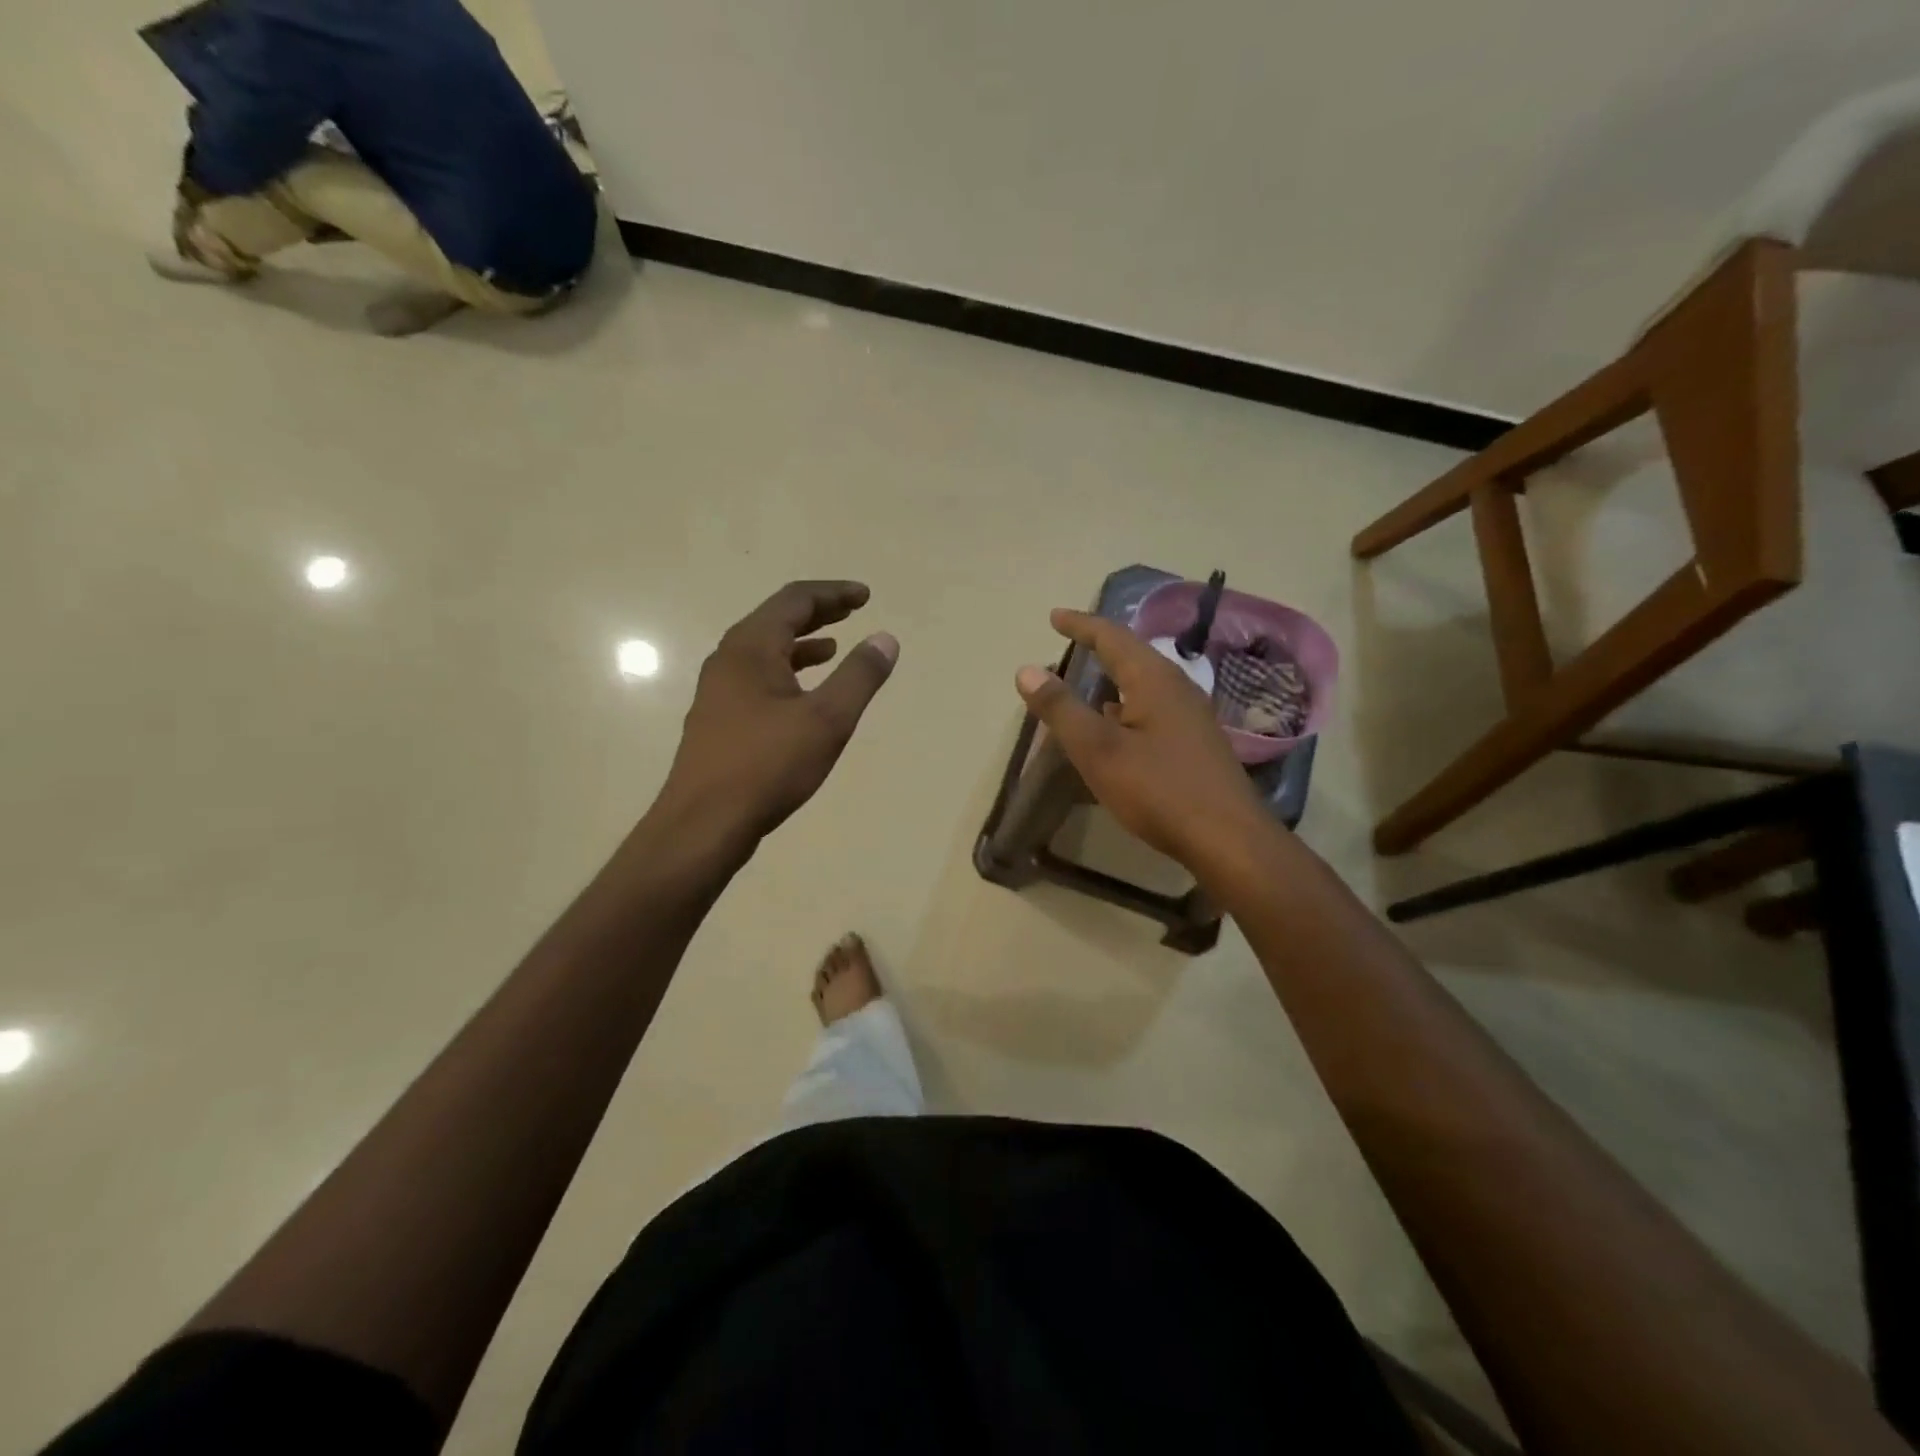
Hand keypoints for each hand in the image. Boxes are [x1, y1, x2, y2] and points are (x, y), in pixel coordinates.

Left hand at [656, 581, 897, 849]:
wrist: (703, 823)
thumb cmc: (768, 766)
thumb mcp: (827, 719)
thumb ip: (859, 676)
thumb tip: (885, 639)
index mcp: (751, 647)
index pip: (795, 600)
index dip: (833, 594)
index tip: (865, 596)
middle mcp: (729, 659)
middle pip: (775, 619)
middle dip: (817, 613)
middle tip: (852, 610)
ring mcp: (718, 690)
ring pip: (764, 650)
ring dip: (801, 643)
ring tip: (834, 647)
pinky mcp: (718, 718)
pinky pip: (757, 677)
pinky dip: (786, 671)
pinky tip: (803, 694)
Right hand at [1014, 609, 1267, 869]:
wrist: (1228, 838)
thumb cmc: (1158, 790)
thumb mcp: (1098, 750)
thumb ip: (1061, 709)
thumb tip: (1027, 670)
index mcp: (1154, 679)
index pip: (1112, 637)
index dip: (1080, 625)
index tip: (1054, 616)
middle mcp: (1177, 688)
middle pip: (1133, 655)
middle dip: (1100, 646)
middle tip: (1072, 642)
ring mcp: (1191, 716)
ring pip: (1145, 683)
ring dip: (1114, 677)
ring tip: (1087, 682)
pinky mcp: (1196, 743)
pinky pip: (1154, 708)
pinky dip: (1127, 705)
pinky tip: (1117, 726)